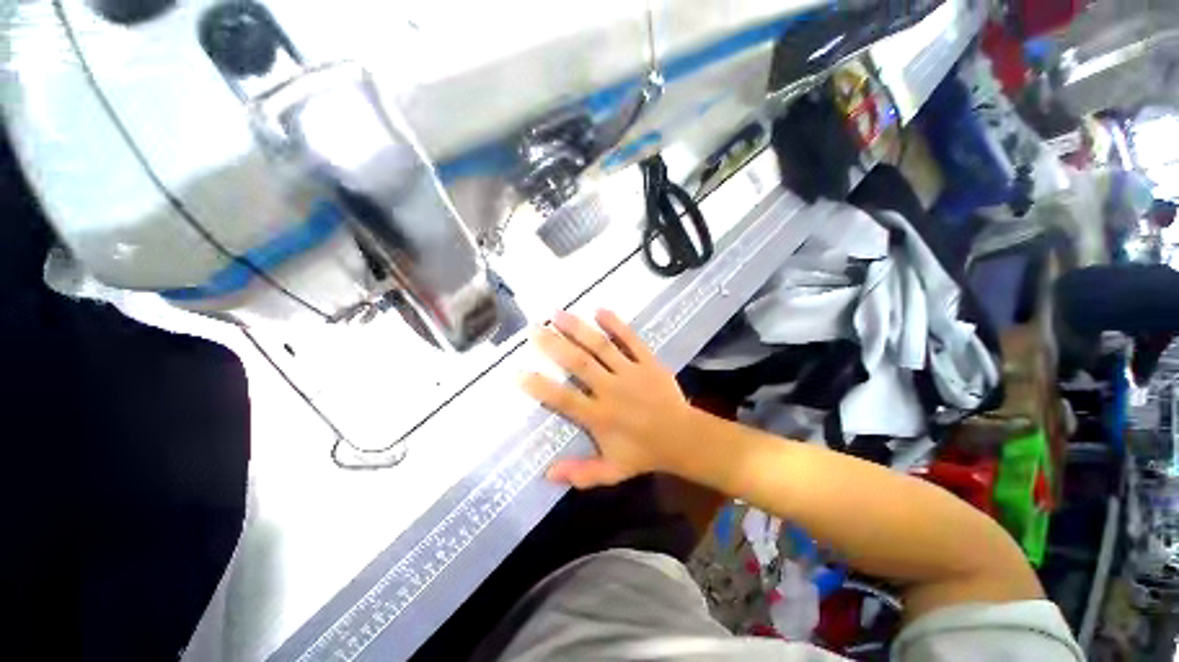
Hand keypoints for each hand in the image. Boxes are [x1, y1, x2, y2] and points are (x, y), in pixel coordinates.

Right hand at [522, 310, 694, 488]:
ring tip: (557, 313)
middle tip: (534, 329)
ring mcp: (631, 372)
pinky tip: (599, 310)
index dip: (539, 386)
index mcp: (600, 417)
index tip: (517, 372)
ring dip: (578, 329)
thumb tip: (547, 475)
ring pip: (601, 347)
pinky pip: (631, 340)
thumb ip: (581, 473)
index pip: (563, 399)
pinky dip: (616, 325)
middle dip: (554, 345)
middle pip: (579, 364)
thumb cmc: (645, 453)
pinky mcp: (649, 362)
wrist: (684, 438)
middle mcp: (612, 390)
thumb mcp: (613, 471)